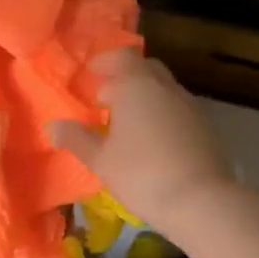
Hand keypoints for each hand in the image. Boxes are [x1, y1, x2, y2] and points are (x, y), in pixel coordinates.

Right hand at [49, 50, 232, 238]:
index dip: (105, 62)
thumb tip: (52, 126)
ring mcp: (190, 105)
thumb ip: (76, 139)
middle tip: (106, 99)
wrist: (201, 200)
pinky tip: (153, 141)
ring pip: (164, 89)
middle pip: (145, 69)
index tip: (92, 75)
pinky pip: (178, 109)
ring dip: (145, 97)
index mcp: (137, 86)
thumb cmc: (141, 174)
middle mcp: (165, 87)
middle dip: (125, 78)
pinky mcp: (206, 126)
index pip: (122, 57)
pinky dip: (162, 114)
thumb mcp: (101, 160)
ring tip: (127, 124)